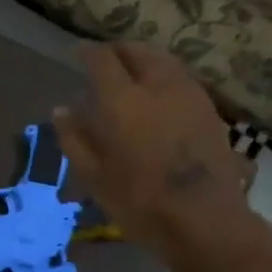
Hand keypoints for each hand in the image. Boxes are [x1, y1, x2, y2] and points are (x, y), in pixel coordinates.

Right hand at [54, 41, 258, 271]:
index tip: (77, 55)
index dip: (86, 52)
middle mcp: (157, 85)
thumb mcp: (94, 176)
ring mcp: (189, 94)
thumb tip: (61, 110)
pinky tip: (158, 97)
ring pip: (163, 61)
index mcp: (122, 99)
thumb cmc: (140, 202)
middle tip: (104, 62)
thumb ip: (74, 138)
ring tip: (132, 76)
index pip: (101, 59)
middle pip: (138, 50)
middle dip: (118, 51)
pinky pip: (181, 79)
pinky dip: (164, 77)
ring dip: (144, 60)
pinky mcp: (209, 110)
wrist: (205, 220)